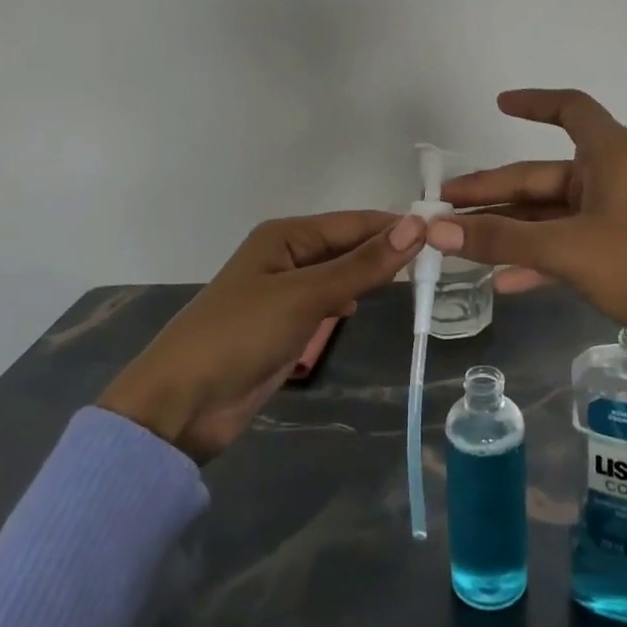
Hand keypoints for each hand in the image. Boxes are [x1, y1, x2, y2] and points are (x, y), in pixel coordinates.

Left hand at [98, 211, 427, 461]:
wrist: (182, 403)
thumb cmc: (240, 335)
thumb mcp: (306, 296)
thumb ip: (361, 265)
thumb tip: (415, 228)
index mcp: (286, 236)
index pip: (353, 222)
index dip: (395, 226)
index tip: (443, 233)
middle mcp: (287, 256)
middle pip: (347, 247)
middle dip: (386, 251)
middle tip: (441, 260)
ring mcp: (286, 293)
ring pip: (340, 276)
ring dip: (371, 276)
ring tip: (419, 279)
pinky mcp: (285, 326)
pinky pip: (327, 304)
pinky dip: (349, 301)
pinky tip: (367, 306)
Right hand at [428, 90, 626, 450]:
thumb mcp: (565, 249)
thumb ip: (499, 239)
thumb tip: (434, 229)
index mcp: (611, 154)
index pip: (570, 110)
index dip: (534, 103)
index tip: (498, 105)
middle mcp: (615, 177)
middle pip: (543, 175)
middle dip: (495, 191)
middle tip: (445, 206)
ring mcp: (619, 218)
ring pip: (551, 215)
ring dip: (509, 229)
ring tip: (460, 244)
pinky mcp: (622, 255)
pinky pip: (567, 246)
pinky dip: (536, 258)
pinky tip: (501, 282)